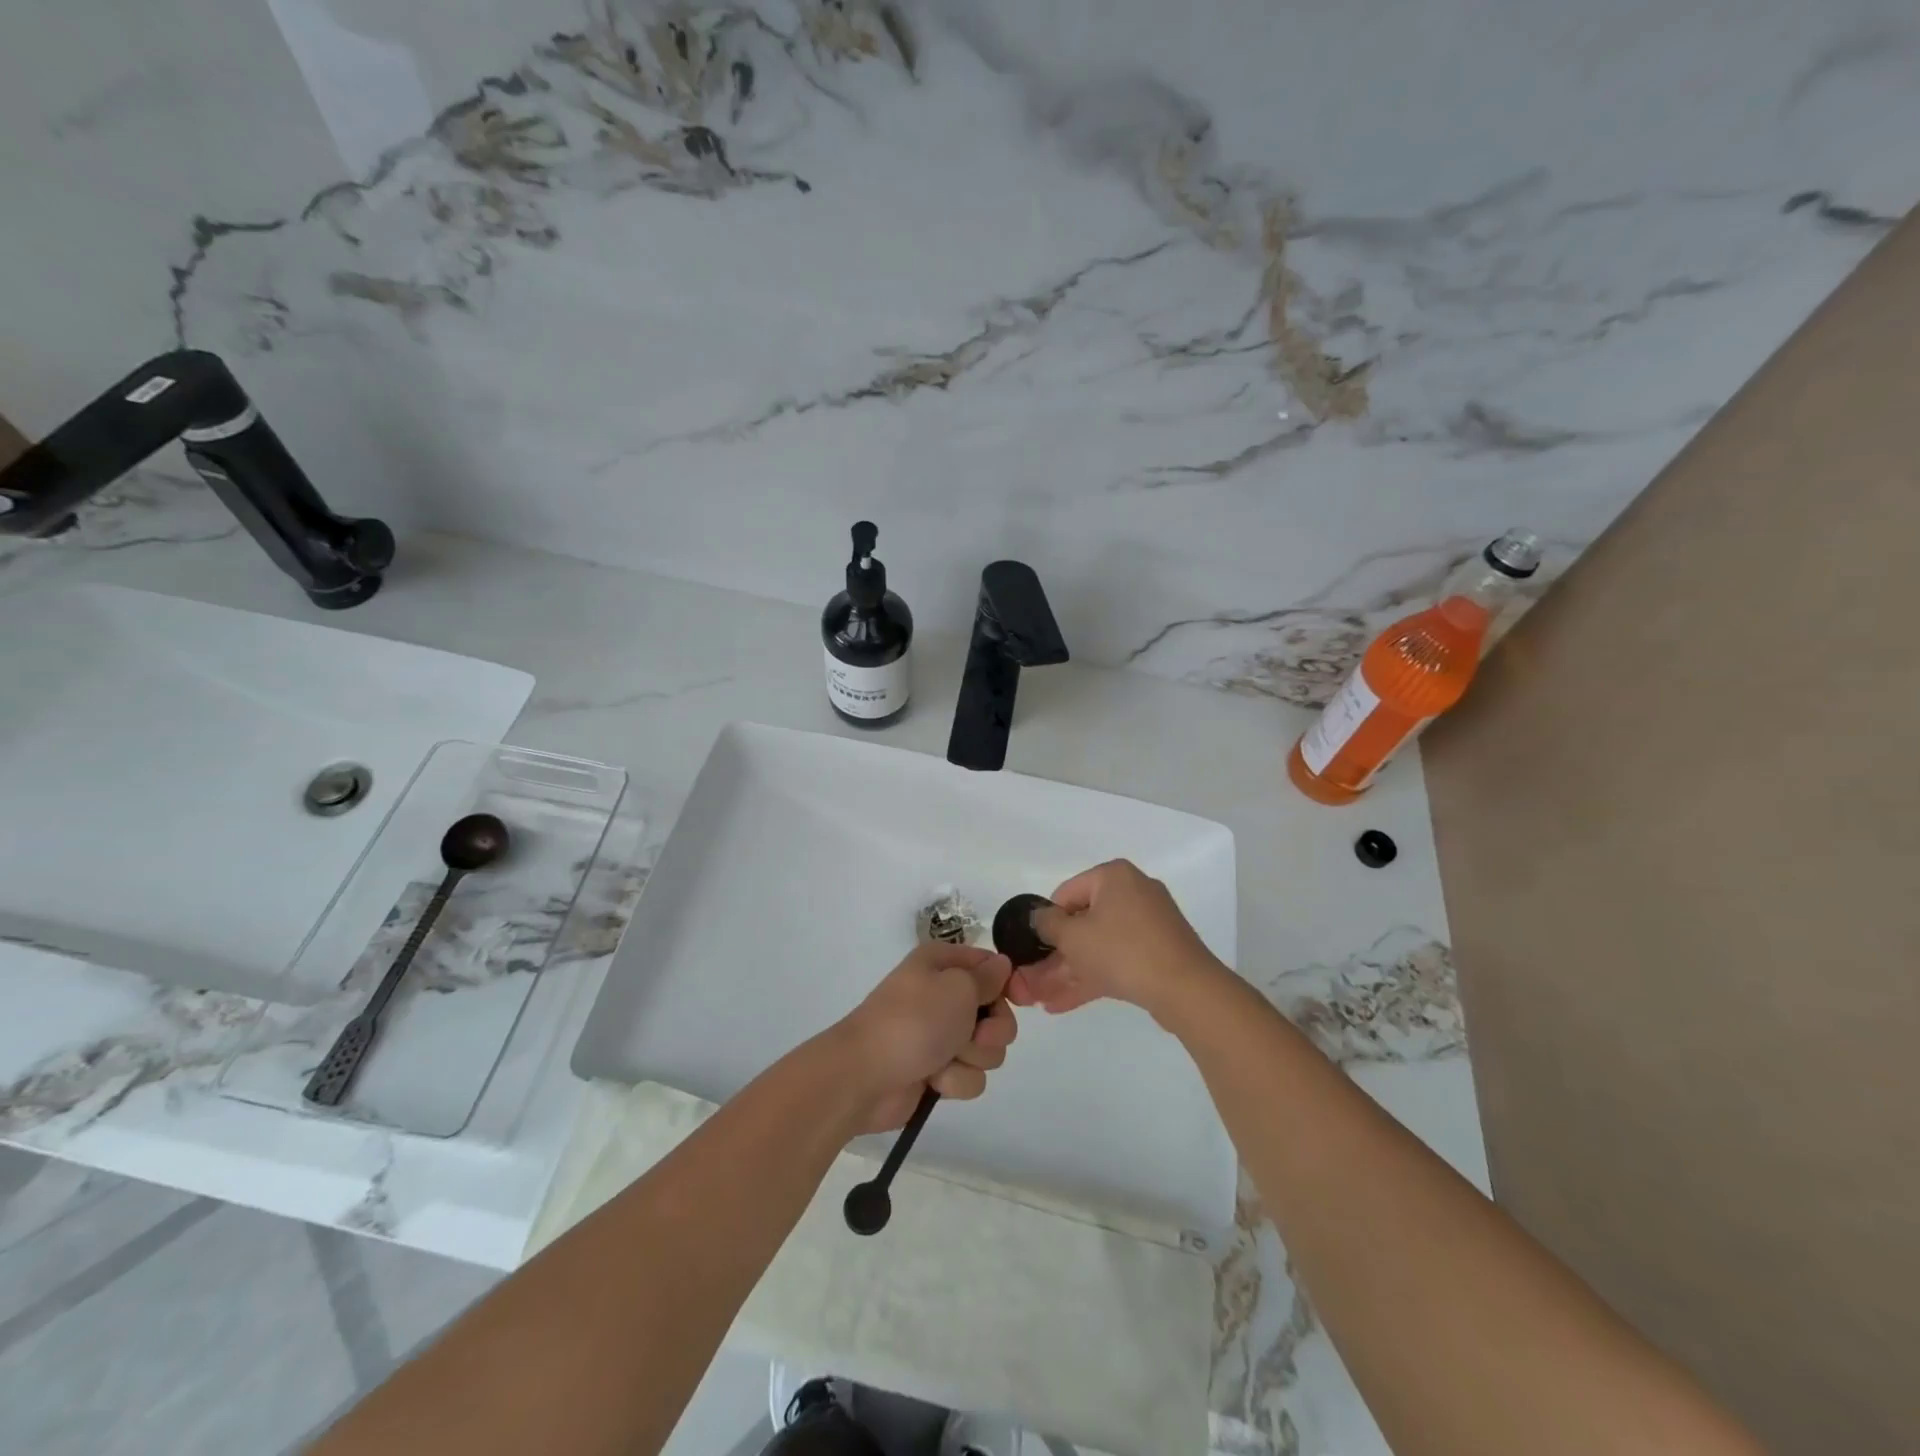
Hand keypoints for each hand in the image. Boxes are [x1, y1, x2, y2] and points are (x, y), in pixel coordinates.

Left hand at [836, 942, 1017, 1132]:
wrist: (865, 1075)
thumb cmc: (914, 1020)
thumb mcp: (957, 987)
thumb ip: (987, 977)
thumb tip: (1002, 964)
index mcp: (943, 964)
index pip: (991, 966)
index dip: (1008, 983)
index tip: (1017, 999)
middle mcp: (943, 995)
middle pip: (996, 1012)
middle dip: (992, 1029)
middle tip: (973, 1035)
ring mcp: (940, 1035)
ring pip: (987, 1049)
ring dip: (972, 1057)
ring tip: (945, 1058)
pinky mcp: (938, 1071)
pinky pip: (969, 1076)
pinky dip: (956, 1080)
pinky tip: (934, 1079)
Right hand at [1008, 859, 1223, 1019]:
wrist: (1186, 989)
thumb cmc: (1122, 951)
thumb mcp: (1074, 937)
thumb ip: (1048, 924)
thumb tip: (1039, 917)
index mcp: (1114, 876)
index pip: (1066, 893)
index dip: (1046, 922)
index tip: (1034, 949)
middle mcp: (1133, 892)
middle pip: (1083, 922)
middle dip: (1056, 955)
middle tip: (1033, 979)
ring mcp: (1149, 924)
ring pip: (1099, 945)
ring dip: (1069, 971)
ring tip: (1041, 998)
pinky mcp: (1158, 952)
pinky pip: (1118, 959)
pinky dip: (1093, 976)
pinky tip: (1063, 1004)